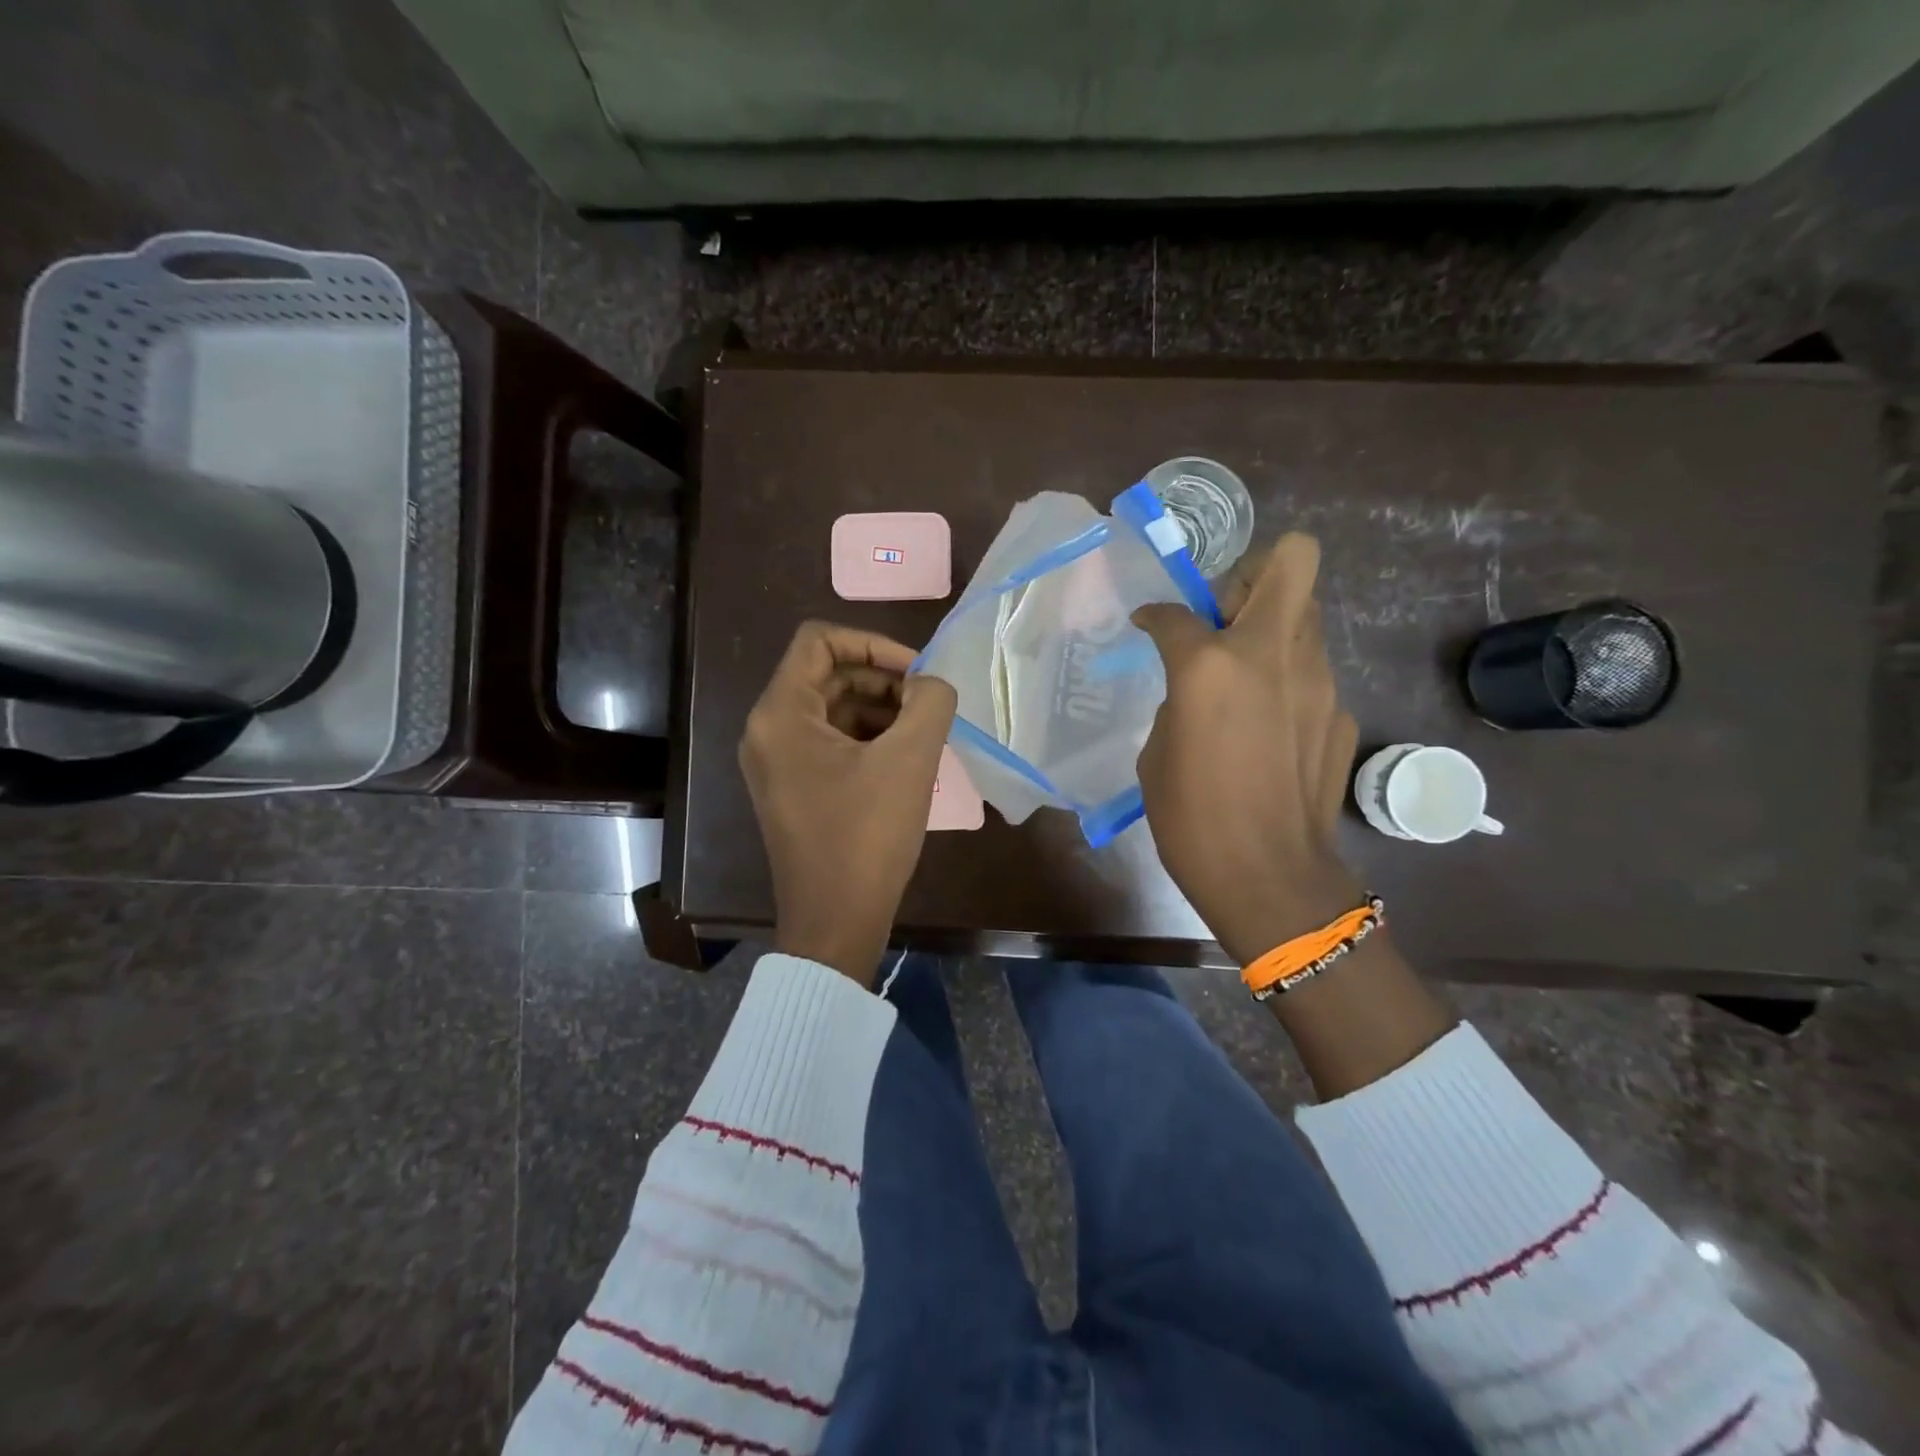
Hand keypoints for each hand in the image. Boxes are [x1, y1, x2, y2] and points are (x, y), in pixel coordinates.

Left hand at [739, 622, 957, 984]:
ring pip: (831, 709)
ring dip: (879, 710)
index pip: (819, 641)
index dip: (873, 643)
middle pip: (827, 674)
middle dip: (882, 680)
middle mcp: (768, 730)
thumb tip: (931, 684)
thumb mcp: (909, 761)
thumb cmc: (867, 837)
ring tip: (923, 734)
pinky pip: (829, 742)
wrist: (835, 922)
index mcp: (781, 713)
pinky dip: (867, 738)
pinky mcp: (792, 788)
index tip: (917, 673)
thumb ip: (930, 702)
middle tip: (928, 705)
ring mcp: (776, 762)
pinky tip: (905, 760)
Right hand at [1133, 534, 1362, 964]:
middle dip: (1252, 573)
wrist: (1270, 878)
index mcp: (1210, 666)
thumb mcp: (1158, 754)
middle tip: (1225, 617)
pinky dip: (1288, 683)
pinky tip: (1269, 729)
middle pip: (1291, 560)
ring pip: (1305, 615)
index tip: (1148, 625)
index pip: (1176, 612)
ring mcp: (1319, 681)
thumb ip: (1177, 703)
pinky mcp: (1342, 713)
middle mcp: (1272, 654)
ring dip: (1271, 629)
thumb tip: (1195, 692)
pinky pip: (1311, 673)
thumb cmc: (1192, 820)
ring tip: (1245, 679)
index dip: (1155, 615)